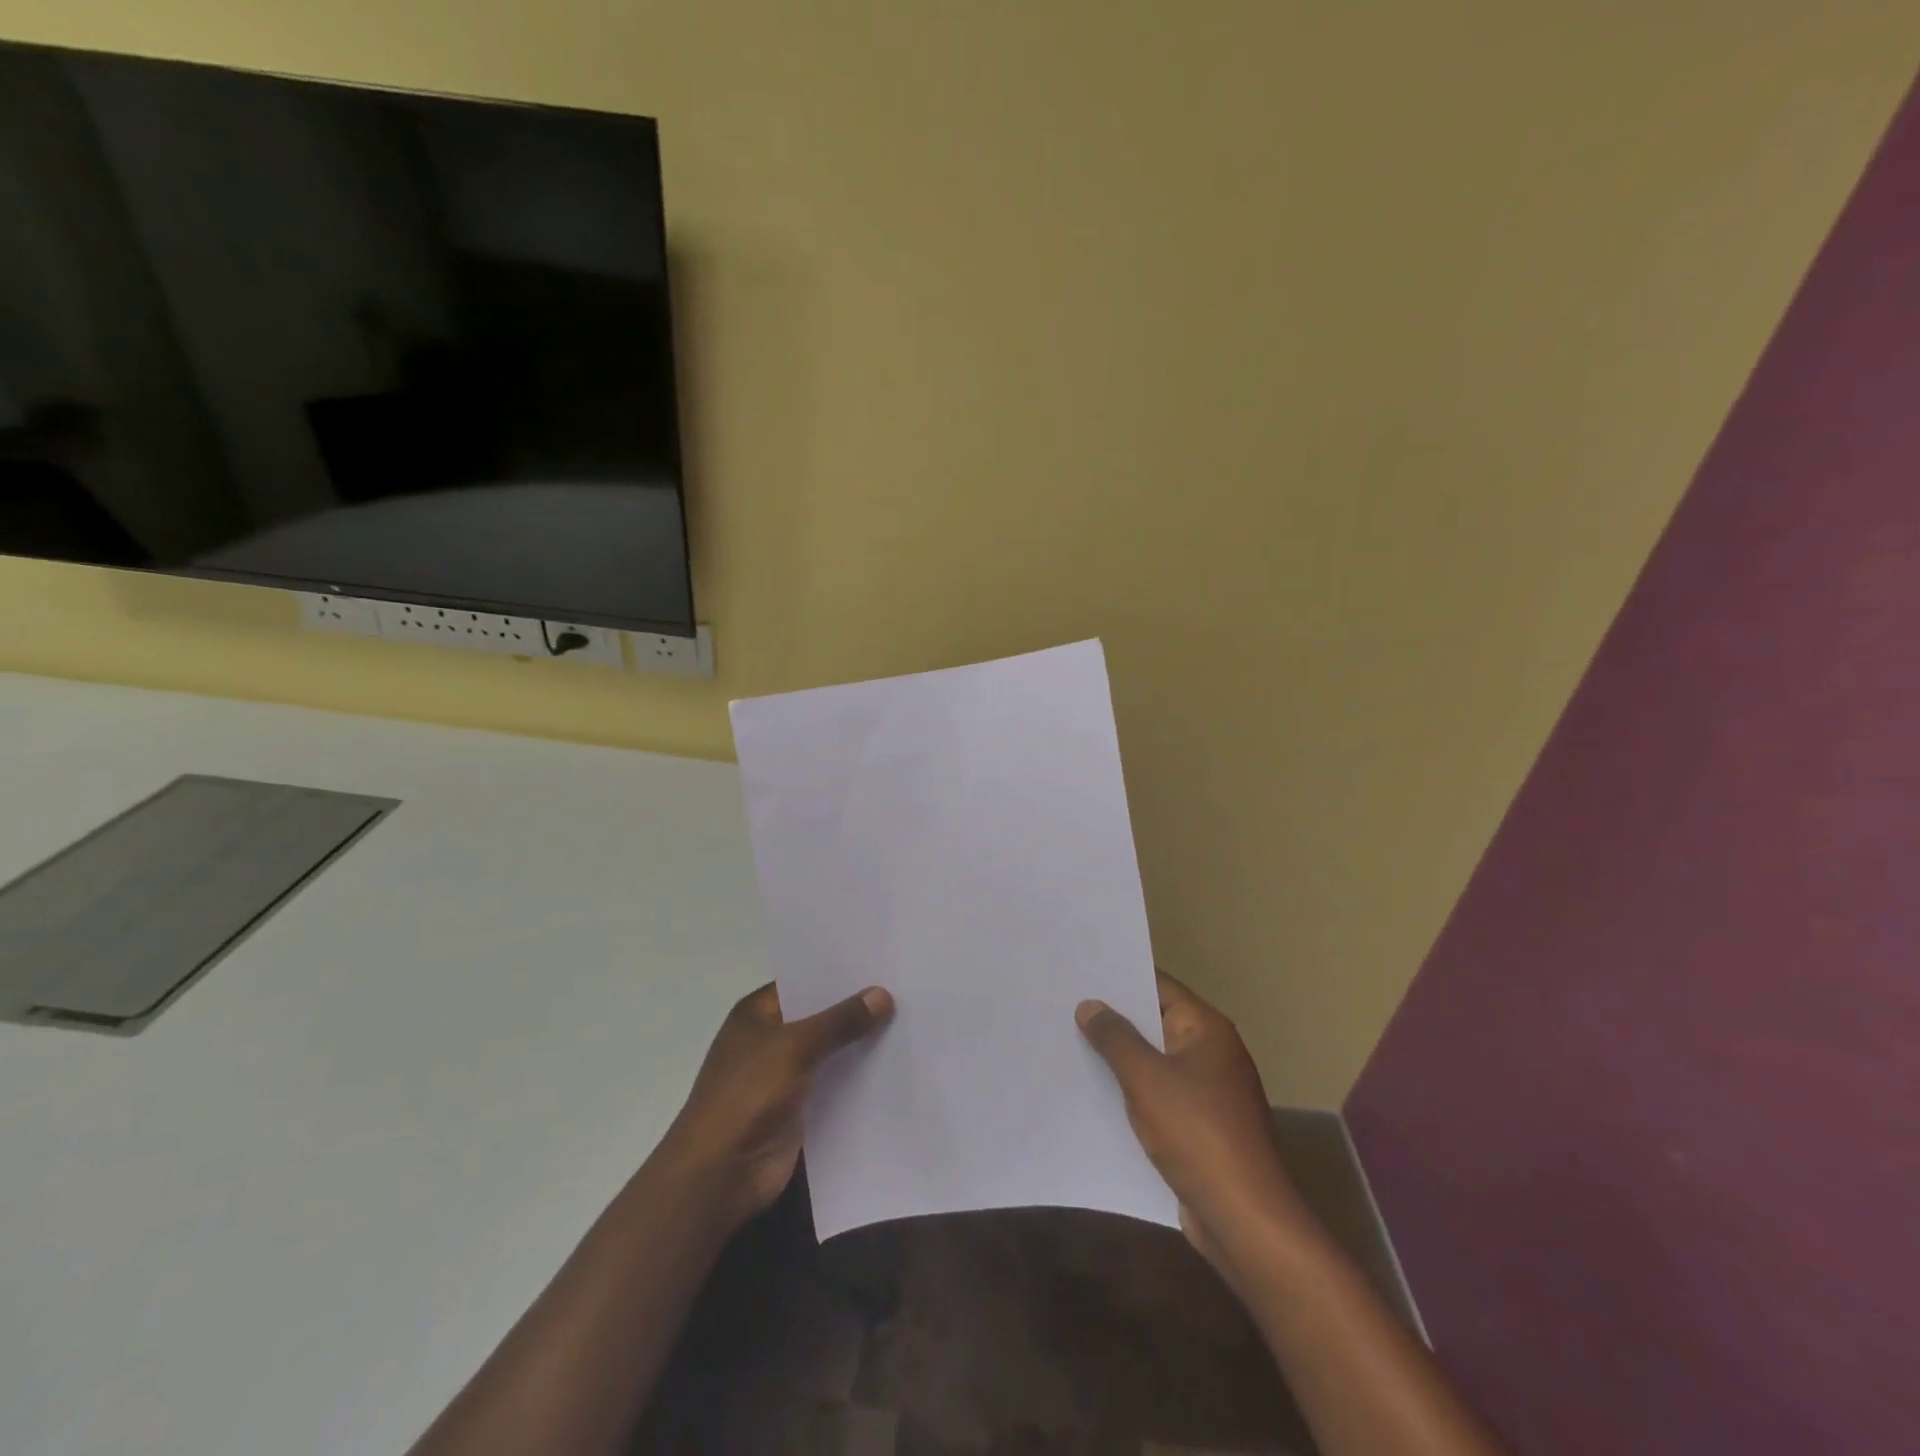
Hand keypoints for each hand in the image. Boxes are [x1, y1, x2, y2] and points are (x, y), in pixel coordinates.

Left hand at [657, 983, 893, 1230]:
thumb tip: (883, 994)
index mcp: (757, 1014)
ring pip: (830, 1051)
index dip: (839, 973)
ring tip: (910, 1022)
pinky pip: (835, 1084)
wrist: (720, 1175)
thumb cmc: (747, 1096)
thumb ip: (840, 1021)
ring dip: (860, 1044)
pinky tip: (895, 1066)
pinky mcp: (799, 1109)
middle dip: (856, 1008)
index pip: (804, 981)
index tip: (881, 963)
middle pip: (820, 1017)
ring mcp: (783, 1076)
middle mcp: (770, 1040)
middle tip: (905, 989)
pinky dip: (859, 1078)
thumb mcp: (795, 1047)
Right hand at [1077, 972, 1316, 1280]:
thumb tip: (1090, 1005)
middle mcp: (1211, 1053)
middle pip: (1156, 1022)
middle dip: (1114, 1019)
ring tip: (1070, 1044)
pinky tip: (1097, 1094)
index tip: (1081, 972)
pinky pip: (1160, 1096)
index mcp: (1206, 1029)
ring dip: (1121, 1058)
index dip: (1120, 977)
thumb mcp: (1146, 1079)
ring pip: (1156, 1062)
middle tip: (1065, 1005)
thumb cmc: (1197, 1134)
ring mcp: (1209, 1092)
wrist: (1245, 1220)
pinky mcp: (1202, 1127)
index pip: (1159, 986)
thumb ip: (1115, 1038)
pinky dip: (1133, 1092)